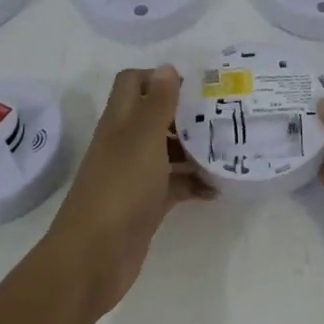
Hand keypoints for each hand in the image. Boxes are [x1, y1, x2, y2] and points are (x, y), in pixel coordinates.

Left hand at [43, 66, 212, 315]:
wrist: (94, 256)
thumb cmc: (120, 187)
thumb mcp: (143, 137)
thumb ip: (157, 103)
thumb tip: (167, 67)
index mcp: (120, 120)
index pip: (134, 82)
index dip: (160, 78)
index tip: (196, 86)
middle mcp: (126, 143)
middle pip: (155, 116)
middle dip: (186, 114)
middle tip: (222, 115)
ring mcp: (135, 175)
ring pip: (168, 151)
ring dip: (194, 149)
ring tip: (228, 149)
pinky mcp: (146, 205)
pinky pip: (174, 185)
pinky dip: (194, 184)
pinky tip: (218, 189)